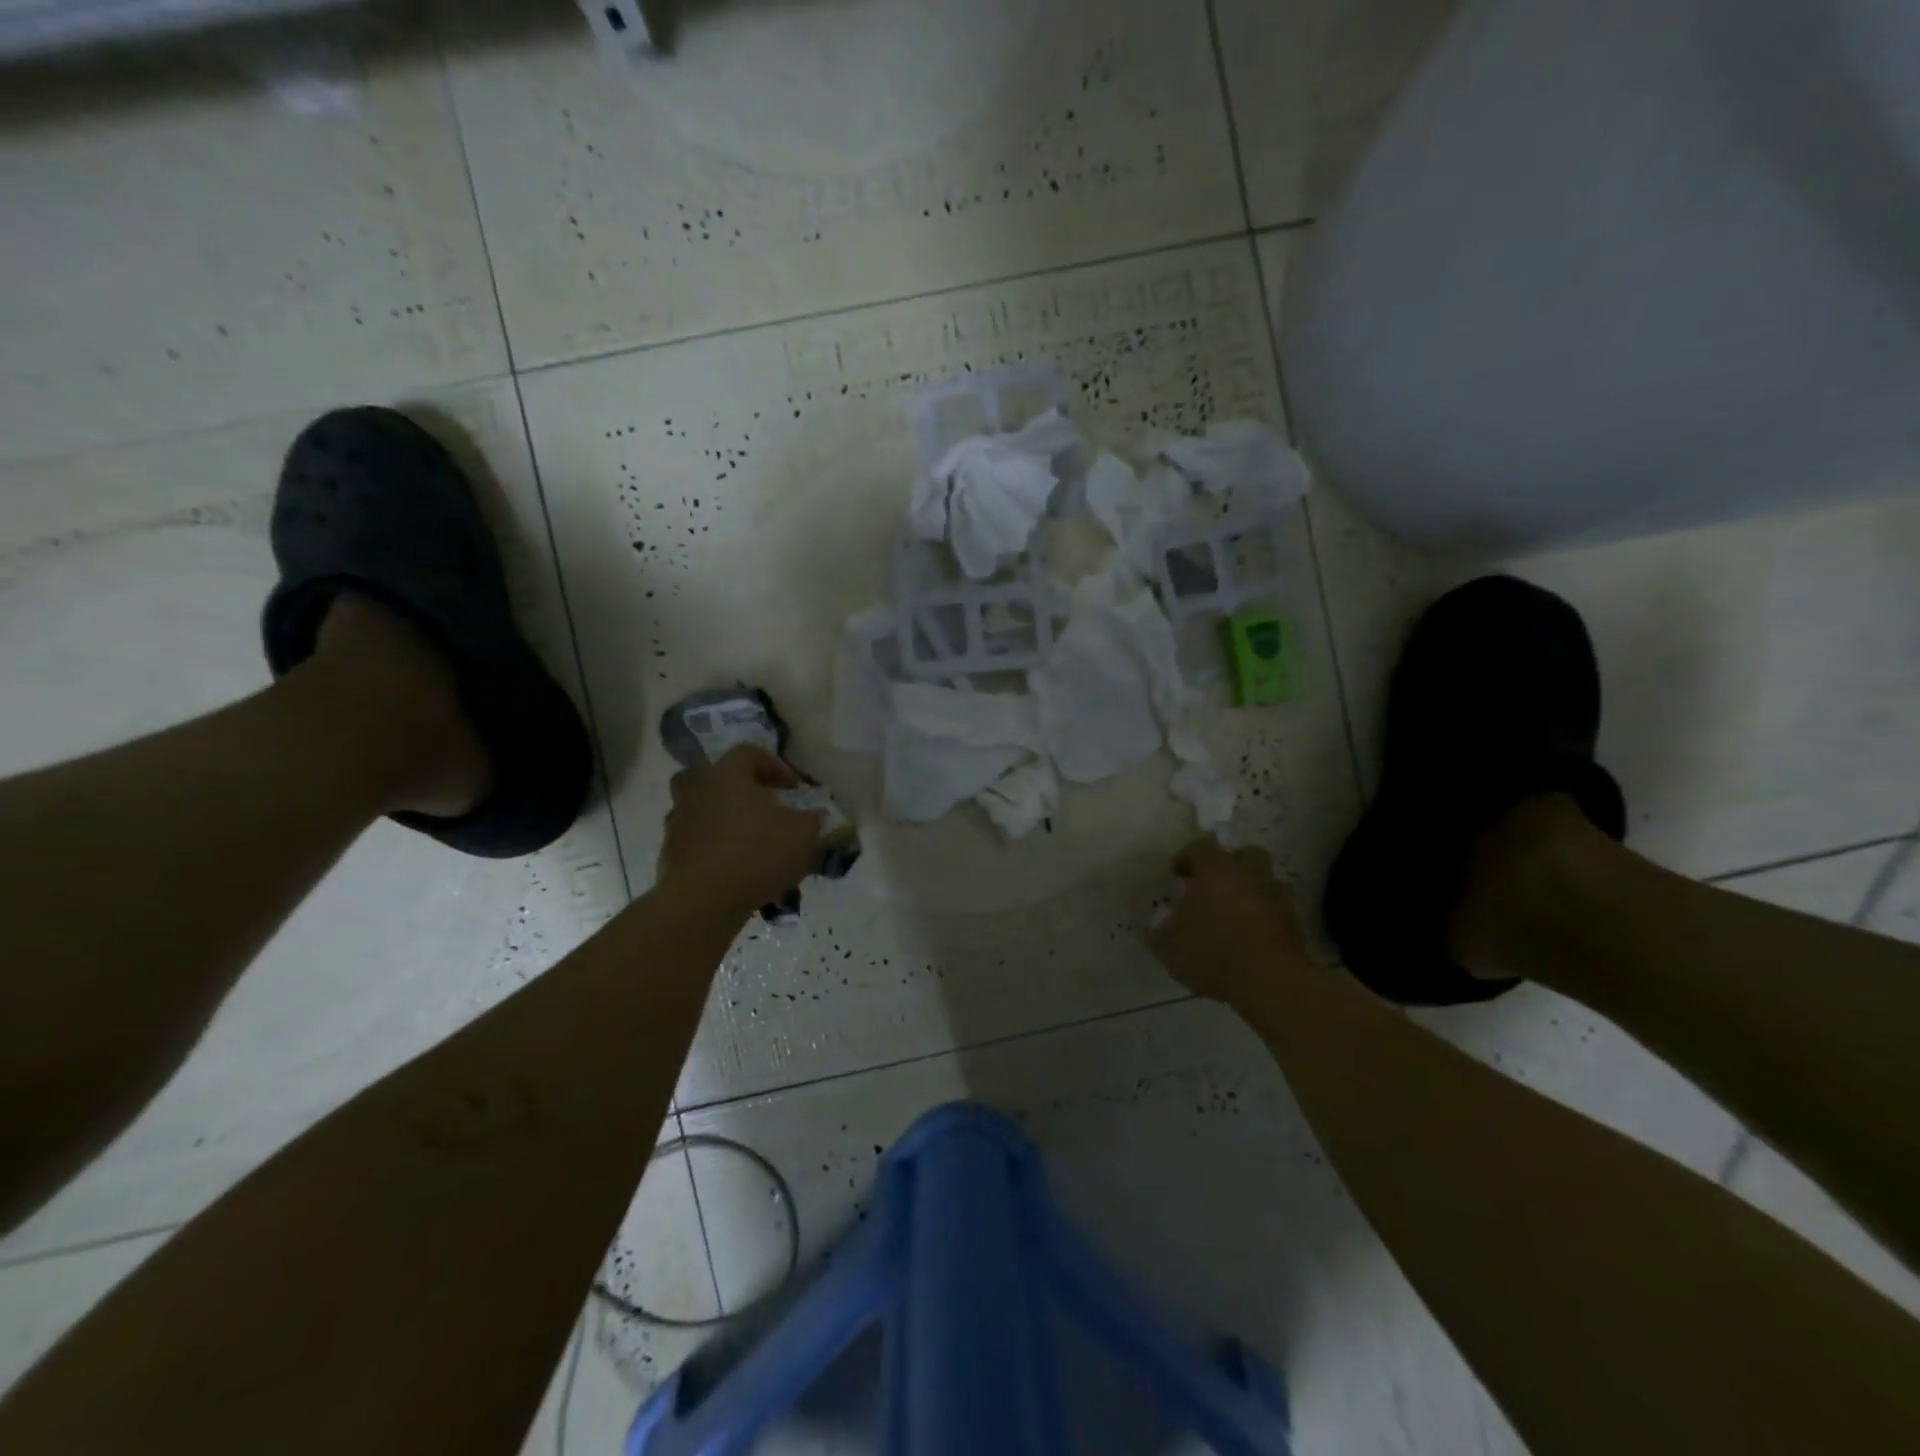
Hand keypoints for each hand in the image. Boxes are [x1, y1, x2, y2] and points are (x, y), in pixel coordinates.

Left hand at [658, 745, 825, 919]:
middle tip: (760, 805)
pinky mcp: (669, 853)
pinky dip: (711, 846)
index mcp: (727, 774)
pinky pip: (694, 840)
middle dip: (738, 787)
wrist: (703, 900)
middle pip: (713, 775)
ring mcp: (677, 821)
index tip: (795, 789)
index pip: (749, 753)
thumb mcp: (803, 834)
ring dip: (722, 817)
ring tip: (747, 839)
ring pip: (701, 808)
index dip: (776, 766)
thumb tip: (816, 815)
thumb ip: (813, 819)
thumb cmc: (757, 853)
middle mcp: (697, 789)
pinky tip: (732, 866)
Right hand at [1146, 837, 1314, 1009]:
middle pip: (1246, 855)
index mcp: (1216, 871)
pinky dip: (1265, 921)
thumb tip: (1155, 927)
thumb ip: (1159, 932)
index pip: (1201, 847)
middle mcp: (1250, 876)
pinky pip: (1277, 913)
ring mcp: (1278, 900)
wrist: (1270, 982)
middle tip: (1214, 886)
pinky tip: (1250, 941)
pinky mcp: (1295, 926)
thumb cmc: (1212, 952)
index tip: (1177, 874)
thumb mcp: (1168, 946)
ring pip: (1266, 884)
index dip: (1187, 857)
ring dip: (1251, 893)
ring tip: (1234, 917)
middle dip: (1231, 866)